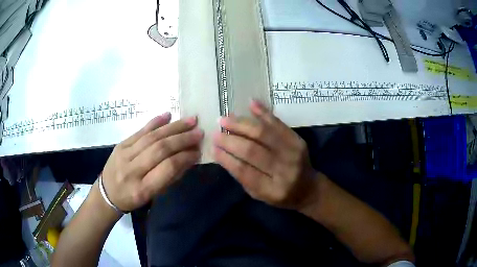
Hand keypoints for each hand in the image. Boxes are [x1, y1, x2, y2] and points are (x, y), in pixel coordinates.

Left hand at [101, 113, 202, 211]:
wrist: (107, 193)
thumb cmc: (132, 199)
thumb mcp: (153, 196)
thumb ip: (170, 177)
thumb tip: (189, 158)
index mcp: (142, 188)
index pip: (168, 167)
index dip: (185, 157)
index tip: (198, 151)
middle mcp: (132, 169)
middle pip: (160, 149)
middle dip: (182, 139)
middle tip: (199, 132)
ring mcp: (124, 154)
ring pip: (152, 137)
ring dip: (173, 127)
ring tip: (190, 121)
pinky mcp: (121, 144)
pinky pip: (140, 130)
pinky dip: (155, 122)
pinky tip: (168, 116)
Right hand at [213, 101, 318, 209]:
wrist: (309, 188)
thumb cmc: (280, 195)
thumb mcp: (259, 194)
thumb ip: (243, 176)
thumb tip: (223, 152)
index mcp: (273, 190)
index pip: (244, 171)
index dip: (227, 158)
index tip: (213, 148)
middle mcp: (285, 171)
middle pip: (253, 151)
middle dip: (230, 140)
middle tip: (216, 133)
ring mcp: (294, 153)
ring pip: (264, 134)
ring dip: (242, 124)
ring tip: (226, 119)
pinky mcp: (298, 140)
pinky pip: (279, 124)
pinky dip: (264, 112)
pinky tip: (251, 104)